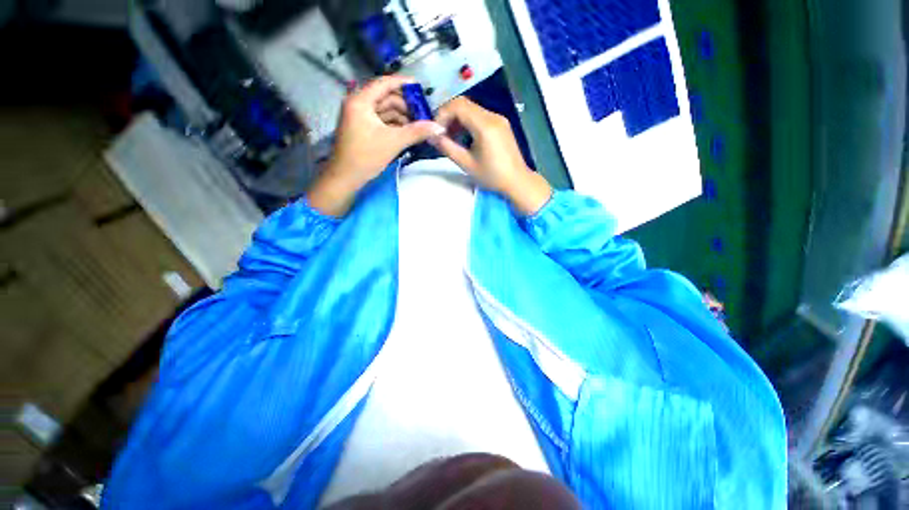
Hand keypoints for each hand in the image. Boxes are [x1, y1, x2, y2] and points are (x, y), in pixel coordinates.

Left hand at [308, 75, 444, 216]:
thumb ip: (416, 132)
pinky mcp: (361, 129)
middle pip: (385, 97)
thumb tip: (438, 127)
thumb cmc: (366, 156)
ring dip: (400, 116)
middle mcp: (358, 104)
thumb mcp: (393, 142)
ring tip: (417, 125)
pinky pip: (380, 121)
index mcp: (361, 101)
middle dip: (404, 105)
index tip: (419, 86)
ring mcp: (358, 117)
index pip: (384, 83)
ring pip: (383, 110)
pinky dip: (393, 124)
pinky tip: (406, 132)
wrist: (345, 177)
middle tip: (422, 114)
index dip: (402, 83)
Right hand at [431, 97, 551, 214]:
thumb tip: (431, 136)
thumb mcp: (466, 164)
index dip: (442, 114)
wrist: (517, 181)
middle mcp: (492, 116)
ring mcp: (498, 119)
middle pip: (464, 104)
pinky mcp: (501, 124)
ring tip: (451, 138)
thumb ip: (447, 148)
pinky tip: (465, 138)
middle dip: (449, 116)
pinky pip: (480, 116)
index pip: (458, 105)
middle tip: (441, 134)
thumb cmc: (492, 176)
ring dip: (458, 119)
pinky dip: (468, 122)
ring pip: (472, 109)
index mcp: (485, 125)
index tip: (436, 131)